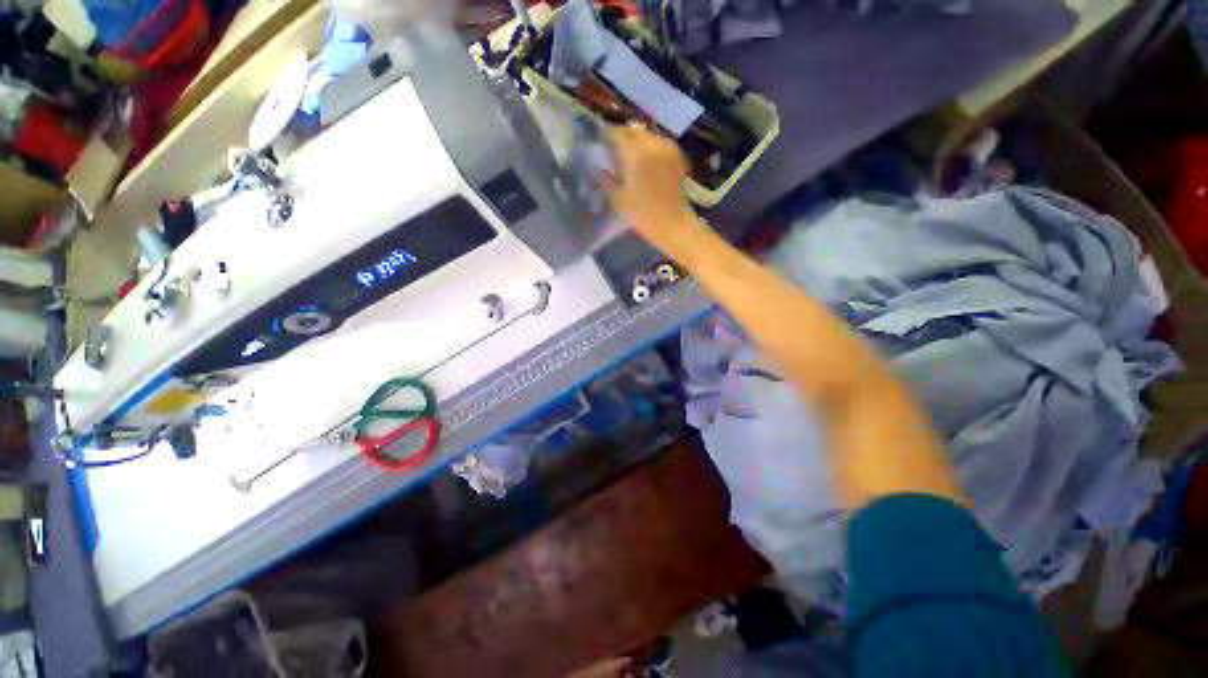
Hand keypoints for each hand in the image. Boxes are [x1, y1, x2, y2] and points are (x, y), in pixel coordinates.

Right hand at [603, 125, 701, 258]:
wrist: (674, 225)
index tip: (598, 145)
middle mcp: (653, 143)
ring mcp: (667, 147)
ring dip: (636, 141)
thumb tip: (598, 165)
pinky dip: (648, 147)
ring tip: (628, 156)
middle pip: (633, 130)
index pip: (616, 133)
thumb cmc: (643, 215)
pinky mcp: (676, 155)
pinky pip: (658, 143)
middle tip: (612, 150)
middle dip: (621, 137)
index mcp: (636, 153)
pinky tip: (643, 162)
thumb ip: (606, 178)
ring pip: (646, 135)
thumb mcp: (618, 199)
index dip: (606, 137)